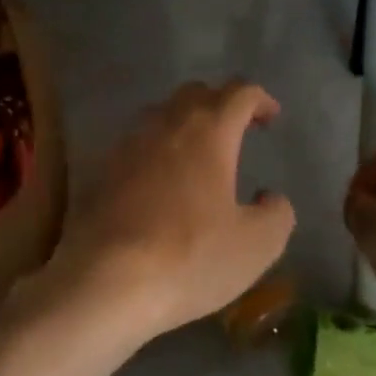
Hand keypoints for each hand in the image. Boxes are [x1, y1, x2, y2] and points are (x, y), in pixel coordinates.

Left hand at [46, 81, 295, 344]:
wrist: (105, 281)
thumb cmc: (190, 257)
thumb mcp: (257, 245)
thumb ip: (277, 214)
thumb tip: (270, 198)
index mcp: (208, 132)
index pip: (238, 93)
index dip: (260, 100)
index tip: (270, 118)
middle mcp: (164, 126)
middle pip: (194, 94)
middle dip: (219, 104)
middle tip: (235, 131)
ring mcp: (126, 146)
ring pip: (159, 116)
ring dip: (183, 125)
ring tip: (197, 156)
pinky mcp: (99, 172)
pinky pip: (133, 147)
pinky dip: (154, 153)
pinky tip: (159, 185)